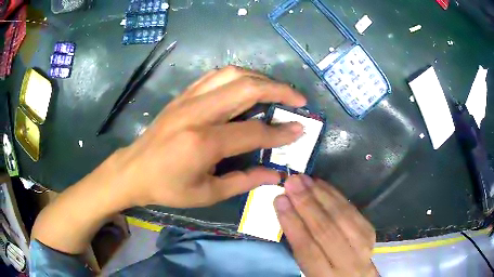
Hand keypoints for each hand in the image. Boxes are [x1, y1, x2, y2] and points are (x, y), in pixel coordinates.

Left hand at [101, 66, 306, 208]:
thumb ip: (244, 181)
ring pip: (232, 74)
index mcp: (203, 142)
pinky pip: (216, 75)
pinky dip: (238, 76)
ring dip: (260, 78)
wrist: (133, 170)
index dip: (280, 132)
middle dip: (279, 90)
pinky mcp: (183, 95)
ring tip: (277, 89)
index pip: (253, 131)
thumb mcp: (207, 194)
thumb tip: (276, 175)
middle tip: (298, 99)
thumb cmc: (167, 188)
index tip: (300, 129)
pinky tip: (248, 85)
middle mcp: (197, 113)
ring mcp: (188, 99)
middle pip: (246, 88)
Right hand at [274, 176, 376, 276]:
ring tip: (305, 179)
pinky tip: (323, 185)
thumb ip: (301, 248)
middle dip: (307, 204)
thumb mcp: (309, 272)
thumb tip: (289, 214)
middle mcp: (348, 263)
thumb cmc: (326, 276)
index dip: (293, 223)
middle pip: (327, 230)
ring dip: (322, 195)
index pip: (307, 249)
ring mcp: (363, 246)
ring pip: (342, 217)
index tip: (279, 200)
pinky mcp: (370, 233)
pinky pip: (353, 211)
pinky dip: (336, 196)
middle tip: (292, 182)